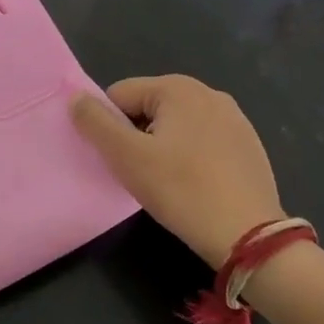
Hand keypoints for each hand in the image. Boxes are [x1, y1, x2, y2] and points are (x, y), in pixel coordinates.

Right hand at [71, 75, 283, 266]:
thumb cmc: (180, 190)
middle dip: (138, 136)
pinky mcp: (249, 145)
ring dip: (163, 147)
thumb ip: (94, 122)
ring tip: (169, 181)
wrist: (248, 236)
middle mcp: (208, 92)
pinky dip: (191, 158)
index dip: (111, 127)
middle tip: (143, 172)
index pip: (119, 96)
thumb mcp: (125, 156)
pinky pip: (202, 141)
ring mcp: (234, 118)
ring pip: (175, 126)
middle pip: (148, 108)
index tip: (122, 159)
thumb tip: (75, 98)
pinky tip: (196, 185)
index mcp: (177, 87)